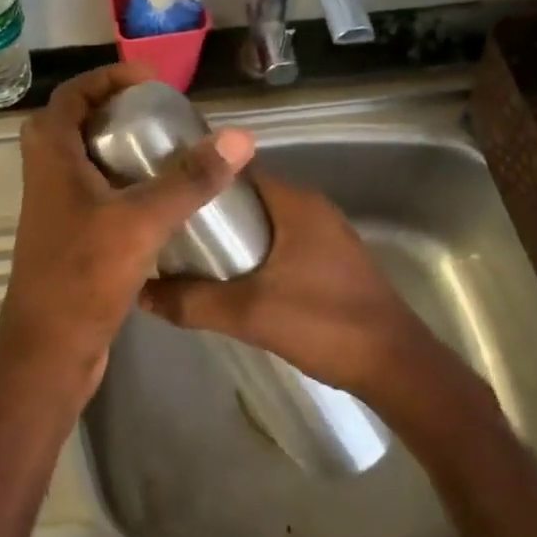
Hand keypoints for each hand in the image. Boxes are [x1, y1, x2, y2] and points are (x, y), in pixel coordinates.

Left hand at [0, 63, 255, 408]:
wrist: (49, 347)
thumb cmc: (84, 275)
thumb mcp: (141, 220)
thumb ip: (189, 179)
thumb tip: (239, 138)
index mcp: (51, 154)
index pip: (73, 94)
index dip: (110, 79)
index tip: (152, 83)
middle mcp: (46, 173)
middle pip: (79, 123)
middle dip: (119, 111)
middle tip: (164, 116)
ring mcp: (55, 206)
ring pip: (87, 160)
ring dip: (122, 148)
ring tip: (170, 150)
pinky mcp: (69, 235)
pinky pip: (96, 192)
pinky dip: (124, 183)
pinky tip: (162, 198)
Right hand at [139, 170, 441, 407]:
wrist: (396, 366)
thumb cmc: (324, 324)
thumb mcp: (248, 313)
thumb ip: (192, 301)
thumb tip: (140, 293)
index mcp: (295, 202)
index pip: (236, 170)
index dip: (198, 177)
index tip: (163, 193)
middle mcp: (312, 208)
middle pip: (247, 196)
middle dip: (208, 212)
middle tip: (167, 231)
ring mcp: (326, 235)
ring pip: (264, 222)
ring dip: (231, 236)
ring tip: (188, 256)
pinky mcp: (331, 261)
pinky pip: (280, 242)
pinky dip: (253, 253)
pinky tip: (231, 280)